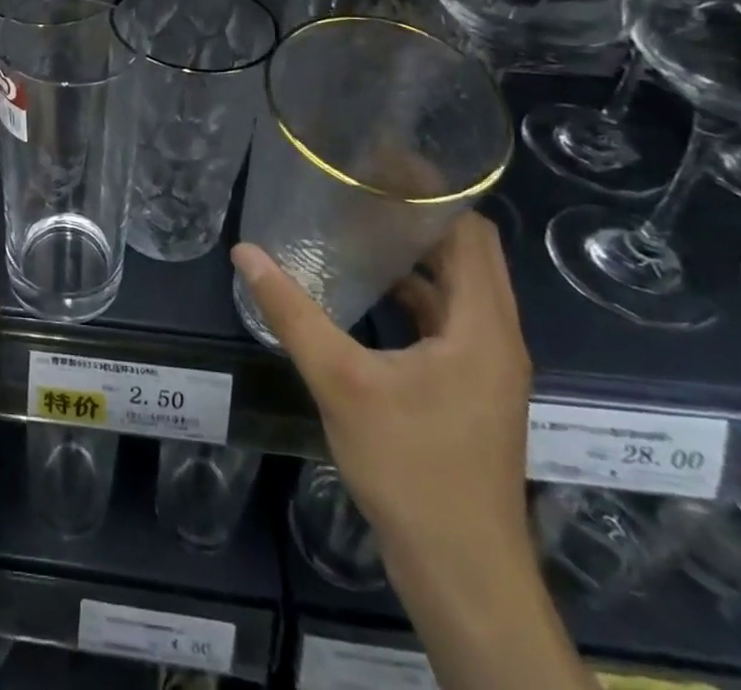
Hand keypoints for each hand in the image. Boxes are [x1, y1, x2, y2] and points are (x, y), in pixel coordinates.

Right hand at [231, 215, 532, 573]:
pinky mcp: (468, 392)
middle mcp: (495, 338)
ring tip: (358, 224)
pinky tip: (365, 291)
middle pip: (465, 254)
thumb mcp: (342, 383)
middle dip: (418, 216)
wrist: (463, 578)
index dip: (432, 192)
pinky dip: (411, 295)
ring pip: (456, 290)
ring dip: (414, 256)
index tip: (381, 161)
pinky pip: (444, 322)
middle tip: (360, 184)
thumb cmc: (414, 471)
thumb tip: (245, 253)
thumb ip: (292, 313)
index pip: (470, 232)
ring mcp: (484, 369)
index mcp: (483, 327)